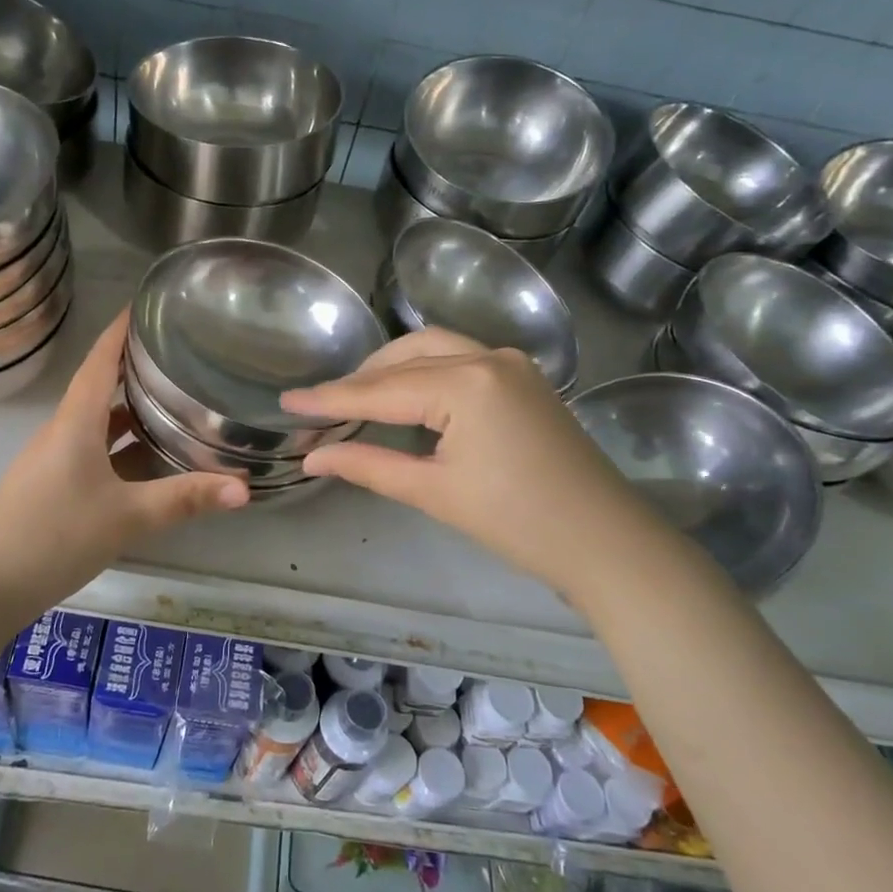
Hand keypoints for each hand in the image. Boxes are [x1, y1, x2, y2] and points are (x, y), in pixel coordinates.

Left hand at [0, 312, 247, 623]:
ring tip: (174, 397)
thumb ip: (185, 499)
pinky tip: (149, 455)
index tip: (150, 304)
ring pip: (99, 420)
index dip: (122, 329)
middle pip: (101, 384)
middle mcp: (64, 430)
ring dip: (131, 406)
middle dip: (135, 364)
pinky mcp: (55, 484)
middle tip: (180, 350)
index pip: (101, 359)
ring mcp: (56, 458)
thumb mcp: (127, 517)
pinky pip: (95, 448)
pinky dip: (122, 442)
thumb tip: (245, 488)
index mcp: (76, 421)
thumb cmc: (54, 536)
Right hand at [280, 328, 674, 612]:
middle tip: (321, 406)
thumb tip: (312, 459)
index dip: (329, 398)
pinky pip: (460, 359)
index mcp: (465, 383)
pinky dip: (424, 371)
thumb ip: (368, 465)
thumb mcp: (434, 492)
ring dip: (392, 368)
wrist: (606, 542)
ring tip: (357, 396)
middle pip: (405, 357)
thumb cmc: (518, 522)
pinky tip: (406, 394)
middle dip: (361, 379)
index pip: (380, 389)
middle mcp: (487, 357)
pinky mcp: (524, 377)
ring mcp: (511, 363)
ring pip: (433, 349)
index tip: (286, 401)